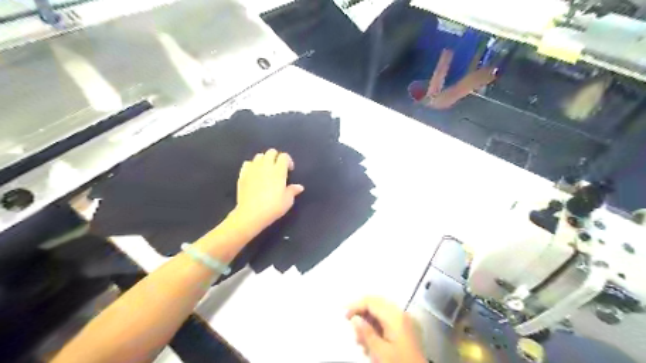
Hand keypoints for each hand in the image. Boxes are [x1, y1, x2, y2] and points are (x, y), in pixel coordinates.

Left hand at [234, 149, 303, 230]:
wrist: (251, 214)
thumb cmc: (273, 207)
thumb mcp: (287, 201)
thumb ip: (293, 191)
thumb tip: (299, 187)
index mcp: (279, 171)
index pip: (284, 156)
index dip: (288, 161)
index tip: (289, 170)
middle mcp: (266, 166)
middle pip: (271, 152)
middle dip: (276, 157)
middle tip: (278, 168)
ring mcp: (253, 169)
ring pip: (259, 156)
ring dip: (264, 160)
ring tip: (266, 170)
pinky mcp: (243, 174)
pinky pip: (248, 163)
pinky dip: (252, 165)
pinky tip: (254, 174)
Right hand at [346, 297, 427, 361]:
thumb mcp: (380, 352)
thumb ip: (366, 333)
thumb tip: (354, 318)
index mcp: (395, 316)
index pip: (371, 302)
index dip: (356, 305)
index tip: (344, 315)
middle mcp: (400, 313)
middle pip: (376, 303)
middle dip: (361, 311)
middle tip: (349, 322)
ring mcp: (404, 321)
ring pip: (380, 312)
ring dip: (367, 320)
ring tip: (359, 339)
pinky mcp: (404, 329)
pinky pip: (386, 320)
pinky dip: (375, 326)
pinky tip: (369, 341)